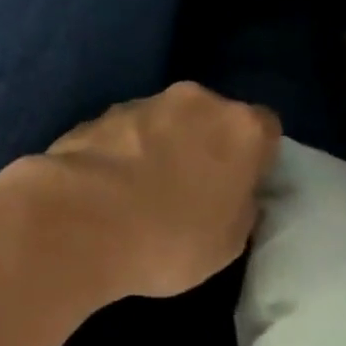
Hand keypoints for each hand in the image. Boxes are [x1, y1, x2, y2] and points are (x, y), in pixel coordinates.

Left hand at [0, 83, 281, 300]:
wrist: (80, 224)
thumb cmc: (170, 240)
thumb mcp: (228, 243)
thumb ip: (240, 208)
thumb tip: (235, 196)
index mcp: (241, 127)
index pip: (265, 130)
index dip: (253, 159)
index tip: (236, 188)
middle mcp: (195, 101)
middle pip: (209, 118)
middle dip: (202, 146)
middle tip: (187, 189)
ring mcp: (140, 104)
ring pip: (162, 122)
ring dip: (157, 147)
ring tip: (137, 193)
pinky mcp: (95, 116)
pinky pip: (121, 135)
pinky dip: (119, 153)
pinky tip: (105, 190)